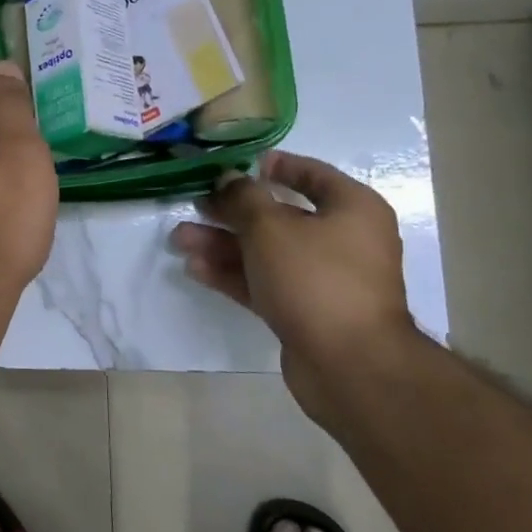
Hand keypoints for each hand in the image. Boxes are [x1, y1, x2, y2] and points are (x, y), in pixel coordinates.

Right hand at [173, 150, 412, 423]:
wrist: (350, 365)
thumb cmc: (316, 278)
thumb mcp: (271, 227)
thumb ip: (243, 198)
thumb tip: (228, 178)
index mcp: (352, 209)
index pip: (312, 174)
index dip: (274, 166)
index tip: (237, 166)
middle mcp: (343, 241)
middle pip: (280, 217)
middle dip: (232, 212)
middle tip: (194, 205)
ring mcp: (324, 280)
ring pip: (266, 253)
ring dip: (223, 244)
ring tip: (180, 240)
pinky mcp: (306, 313)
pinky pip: (264, 283)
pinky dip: (233, 274)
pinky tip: (195, 269)